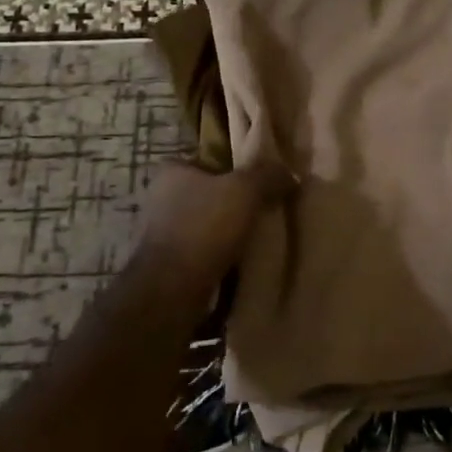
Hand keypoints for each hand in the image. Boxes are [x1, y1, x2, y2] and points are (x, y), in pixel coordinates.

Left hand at [136, 161, 294, 274]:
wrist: (171, 290)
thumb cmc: (204, 227)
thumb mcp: (245, 191)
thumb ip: (268, 175)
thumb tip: (290, 175)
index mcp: (172, 172)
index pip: (210, 161)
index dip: (237, 170)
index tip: (262, 184)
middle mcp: (160, 198)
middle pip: (210, 194)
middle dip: (234, 204)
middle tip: (267, 212)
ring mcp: (160, 234)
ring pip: (206, 226)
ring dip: (227, 234)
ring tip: (258, 241)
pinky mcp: (166, 265)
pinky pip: (202, 253)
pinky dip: (219, 257)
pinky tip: (241, 265)